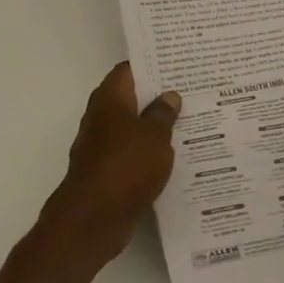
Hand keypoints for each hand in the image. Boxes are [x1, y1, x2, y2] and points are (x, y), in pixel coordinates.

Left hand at [41, 63, 180, 265]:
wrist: (94, 218)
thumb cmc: (126, 166)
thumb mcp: (155, 136)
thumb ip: (164, 114)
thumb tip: (170, 95)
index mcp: (110, 97)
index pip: (129, 69)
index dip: (151, 65)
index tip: (176, 64)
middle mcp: (101, 116)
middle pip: (131, 98)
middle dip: (157, 96)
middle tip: (190, 92)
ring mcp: (102, 145)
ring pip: (133, 127)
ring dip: (154, 127)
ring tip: (189, 122)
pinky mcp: (107, 171)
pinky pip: (132, 153)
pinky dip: (148, 153)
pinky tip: (174, 157)